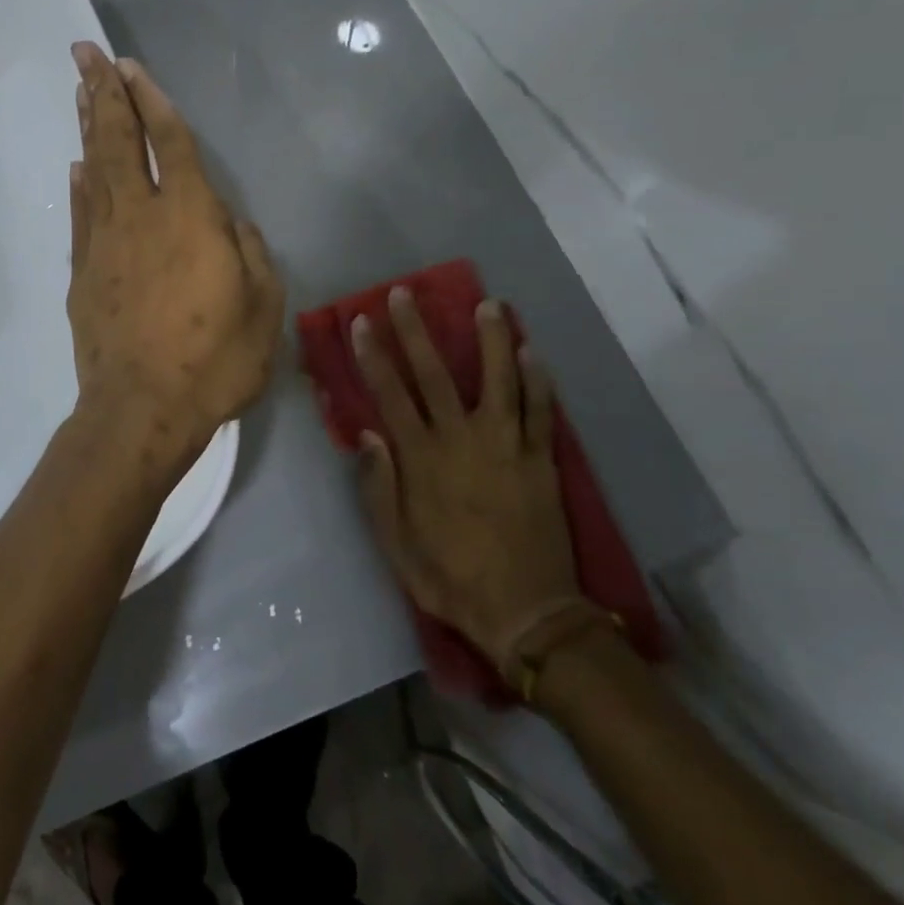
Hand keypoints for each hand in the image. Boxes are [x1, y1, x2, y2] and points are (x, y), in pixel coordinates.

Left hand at [66, 42, 283, 452]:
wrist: (141, 409)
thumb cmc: (213, 361)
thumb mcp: (263, 309)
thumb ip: (251, 254)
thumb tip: (232, 225)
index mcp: (191, 217)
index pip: (170, 142)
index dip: (151, 100)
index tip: (129, 66)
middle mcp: (141, 216)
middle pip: (119, 142)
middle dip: (103, 93)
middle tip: (83, 54)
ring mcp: (105, 244)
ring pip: (94, 172)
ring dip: (89, 128)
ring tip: (81, 92)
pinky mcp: (84, 274)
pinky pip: (81, 217)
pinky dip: (79, 187)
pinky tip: (77, 167)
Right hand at [349, 290, 579, 660]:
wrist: (526, 611)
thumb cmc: (450, 578)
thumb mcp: (395, 544)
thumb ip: (378, 488)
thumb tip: (369, 435)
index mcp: (422, 459)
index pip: (391, 394)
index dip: (374, 356)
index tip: (362, 322)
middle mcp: (462, 440)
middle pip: (435, 374)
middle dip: (416, 331)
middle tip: (405, 293)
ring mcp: (507, 446)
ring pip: (498, 380)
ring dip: (490, 340)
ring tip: (488, 304)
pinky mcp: (541, 459)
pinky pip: (540, 411)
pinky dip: (537, 380)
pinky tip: (533, 352)